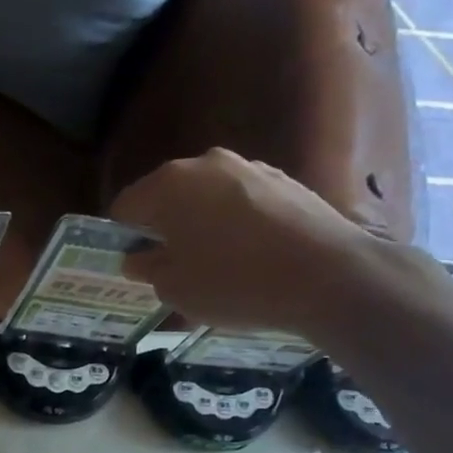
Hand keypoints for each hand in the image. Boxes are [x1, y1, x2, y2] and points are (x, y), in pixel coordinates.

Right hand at [110, 149, 397, 334]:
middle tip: (171, 265)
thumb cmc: (233, 282)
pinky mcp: (284, 180)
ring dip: (201, 223)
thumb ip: (148, 268)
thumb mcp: (174, 288)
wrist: (328, 276)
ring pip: (207, 197)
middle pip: (167, 196)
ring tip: (215, 263)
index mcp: (167, 185)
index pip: (125, 207)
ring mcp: (249, 167)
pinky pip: (242, 201)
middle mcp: (205, 164)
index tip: (135, 264)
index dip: (123, 237)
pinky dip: (236, 223)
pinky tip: (250, 255)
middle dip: (163, 226)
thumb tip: (139, 257)